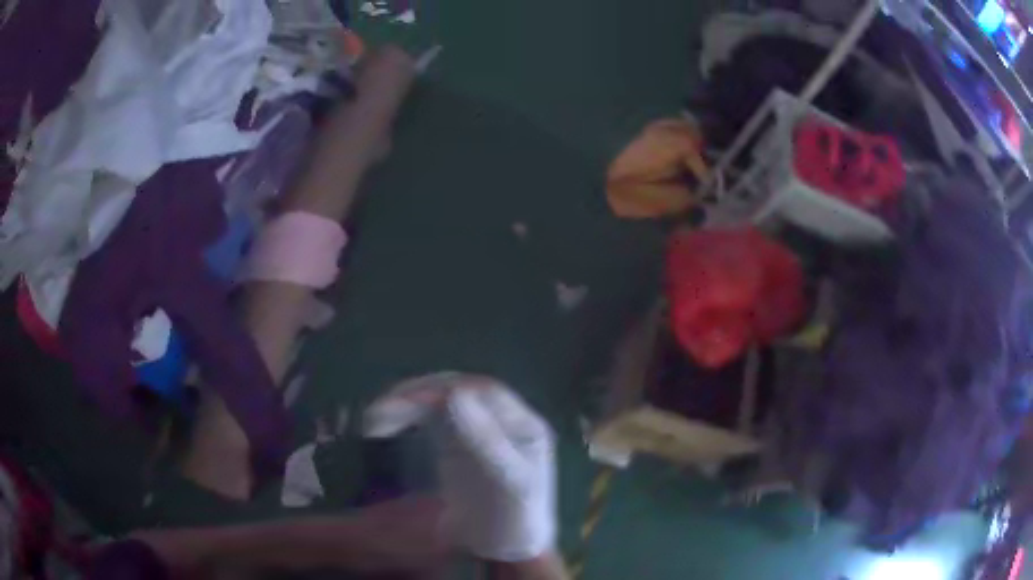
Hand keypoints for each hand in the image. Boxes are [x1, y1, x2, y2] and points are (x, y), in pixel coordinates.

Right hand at [364, 373, 557, 562]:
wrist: (503, 549)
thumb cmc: (514, 519)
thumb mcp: (509, 482)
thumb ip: (486, 440)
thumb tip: (455, 392)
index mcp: (521, 423)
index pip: (482, 391)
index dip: (446, 388)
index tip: (410, 398)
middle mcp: (499, 419)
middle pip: (455, 392)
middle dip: (417, 395)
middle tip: (380, 411)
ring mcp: (476, 429)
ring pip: (438, 403)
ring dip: (405, 405)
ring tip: (373, 420)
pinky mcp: (455, 443)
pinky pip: (429, 420)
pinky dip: (405, 418)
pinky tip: (383, 425)